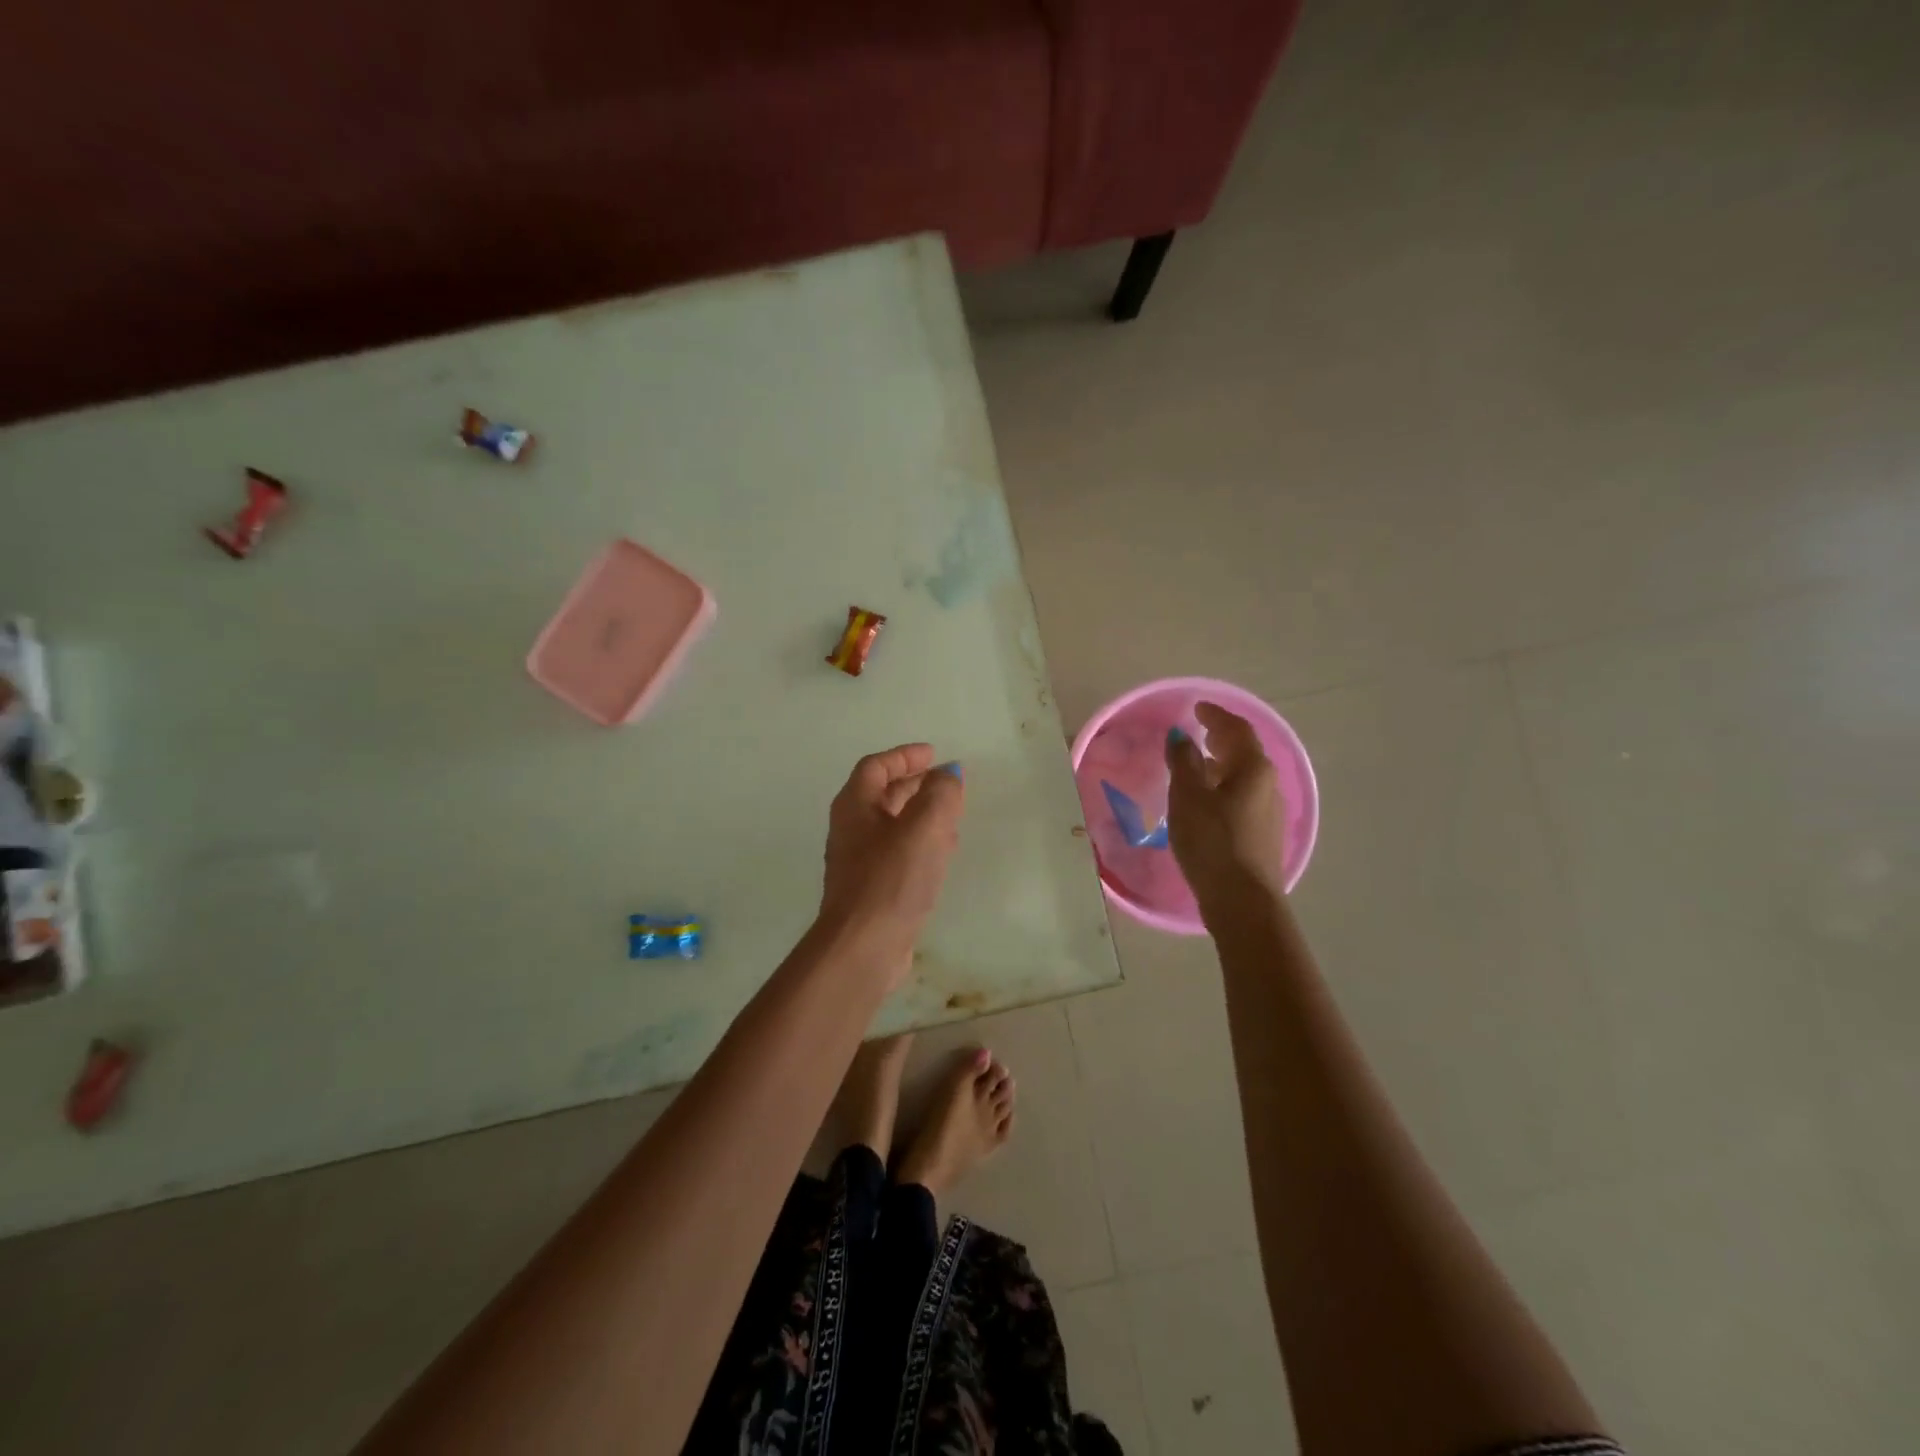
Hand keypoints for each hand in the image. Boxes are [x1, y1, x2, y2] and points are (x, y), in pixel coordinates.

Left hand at [820, 744, 965, 976]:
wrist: (864, 946)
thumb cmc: (891, 878)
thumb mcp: (924, 827)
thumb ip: (940, 794)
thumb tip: (948, 774)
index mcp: (855, 806)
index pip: (876, 767)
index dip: (905, 756)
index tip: (934, 754)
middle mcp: (851, 829)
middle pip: (883, 795)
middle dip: (915, 784)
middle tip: (946, 782)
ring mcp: (859, 861)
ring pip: (893, 825)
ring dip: (921, 814)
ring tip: (952, 814)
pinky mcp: (872, 889)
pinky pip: (899, 853)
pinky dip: (921, 843)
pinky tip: (943, 853)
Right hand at [1165, 702, 1285, 909]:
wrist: (1242, 901)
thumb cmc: (1212, 841)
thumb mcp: (1188, 797)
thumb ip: (1183, 762)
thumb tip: (1181, 737)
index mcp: (1253, 768)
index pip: (1236, 729)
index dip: (1216, 715)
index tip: (1197, 708)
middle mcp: (1268, 785)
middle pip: (1245, 751)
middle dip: (1222, 738)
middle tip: (1200, 732)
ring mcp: (1268, 812)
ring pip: (1244, 776)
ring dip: (1222, 764)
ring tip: (1198, 764)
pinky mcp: (1261, 835)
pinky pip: (1242, 797)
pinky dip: (1224, 787)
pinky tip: (1207, 801)